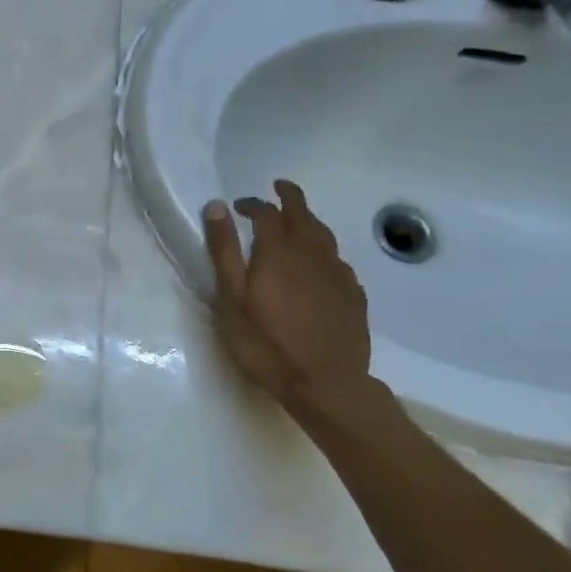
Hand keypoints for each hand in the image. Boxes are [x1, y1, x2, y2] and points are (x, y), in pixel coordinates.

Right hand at [202, 179, 370, 403]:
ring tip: (298, 219)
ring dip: (309, 220)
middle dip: (290, 197)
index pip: (267, 213)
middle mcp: (312, 253)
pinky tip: (319, 263)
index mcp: (278, 252)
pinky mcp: (354, 295)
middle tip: (280, 188)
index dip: (253, 204)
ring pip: (324, 235)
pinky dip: (324, 250)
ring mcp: (338, 274)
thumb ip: (224, 251)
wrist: (325, 384)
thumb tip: (217, 207)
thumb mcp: (231, 298)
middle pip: (303, 214)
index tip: (239, 205)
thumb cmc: (266, 343)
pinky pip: (338, 260)